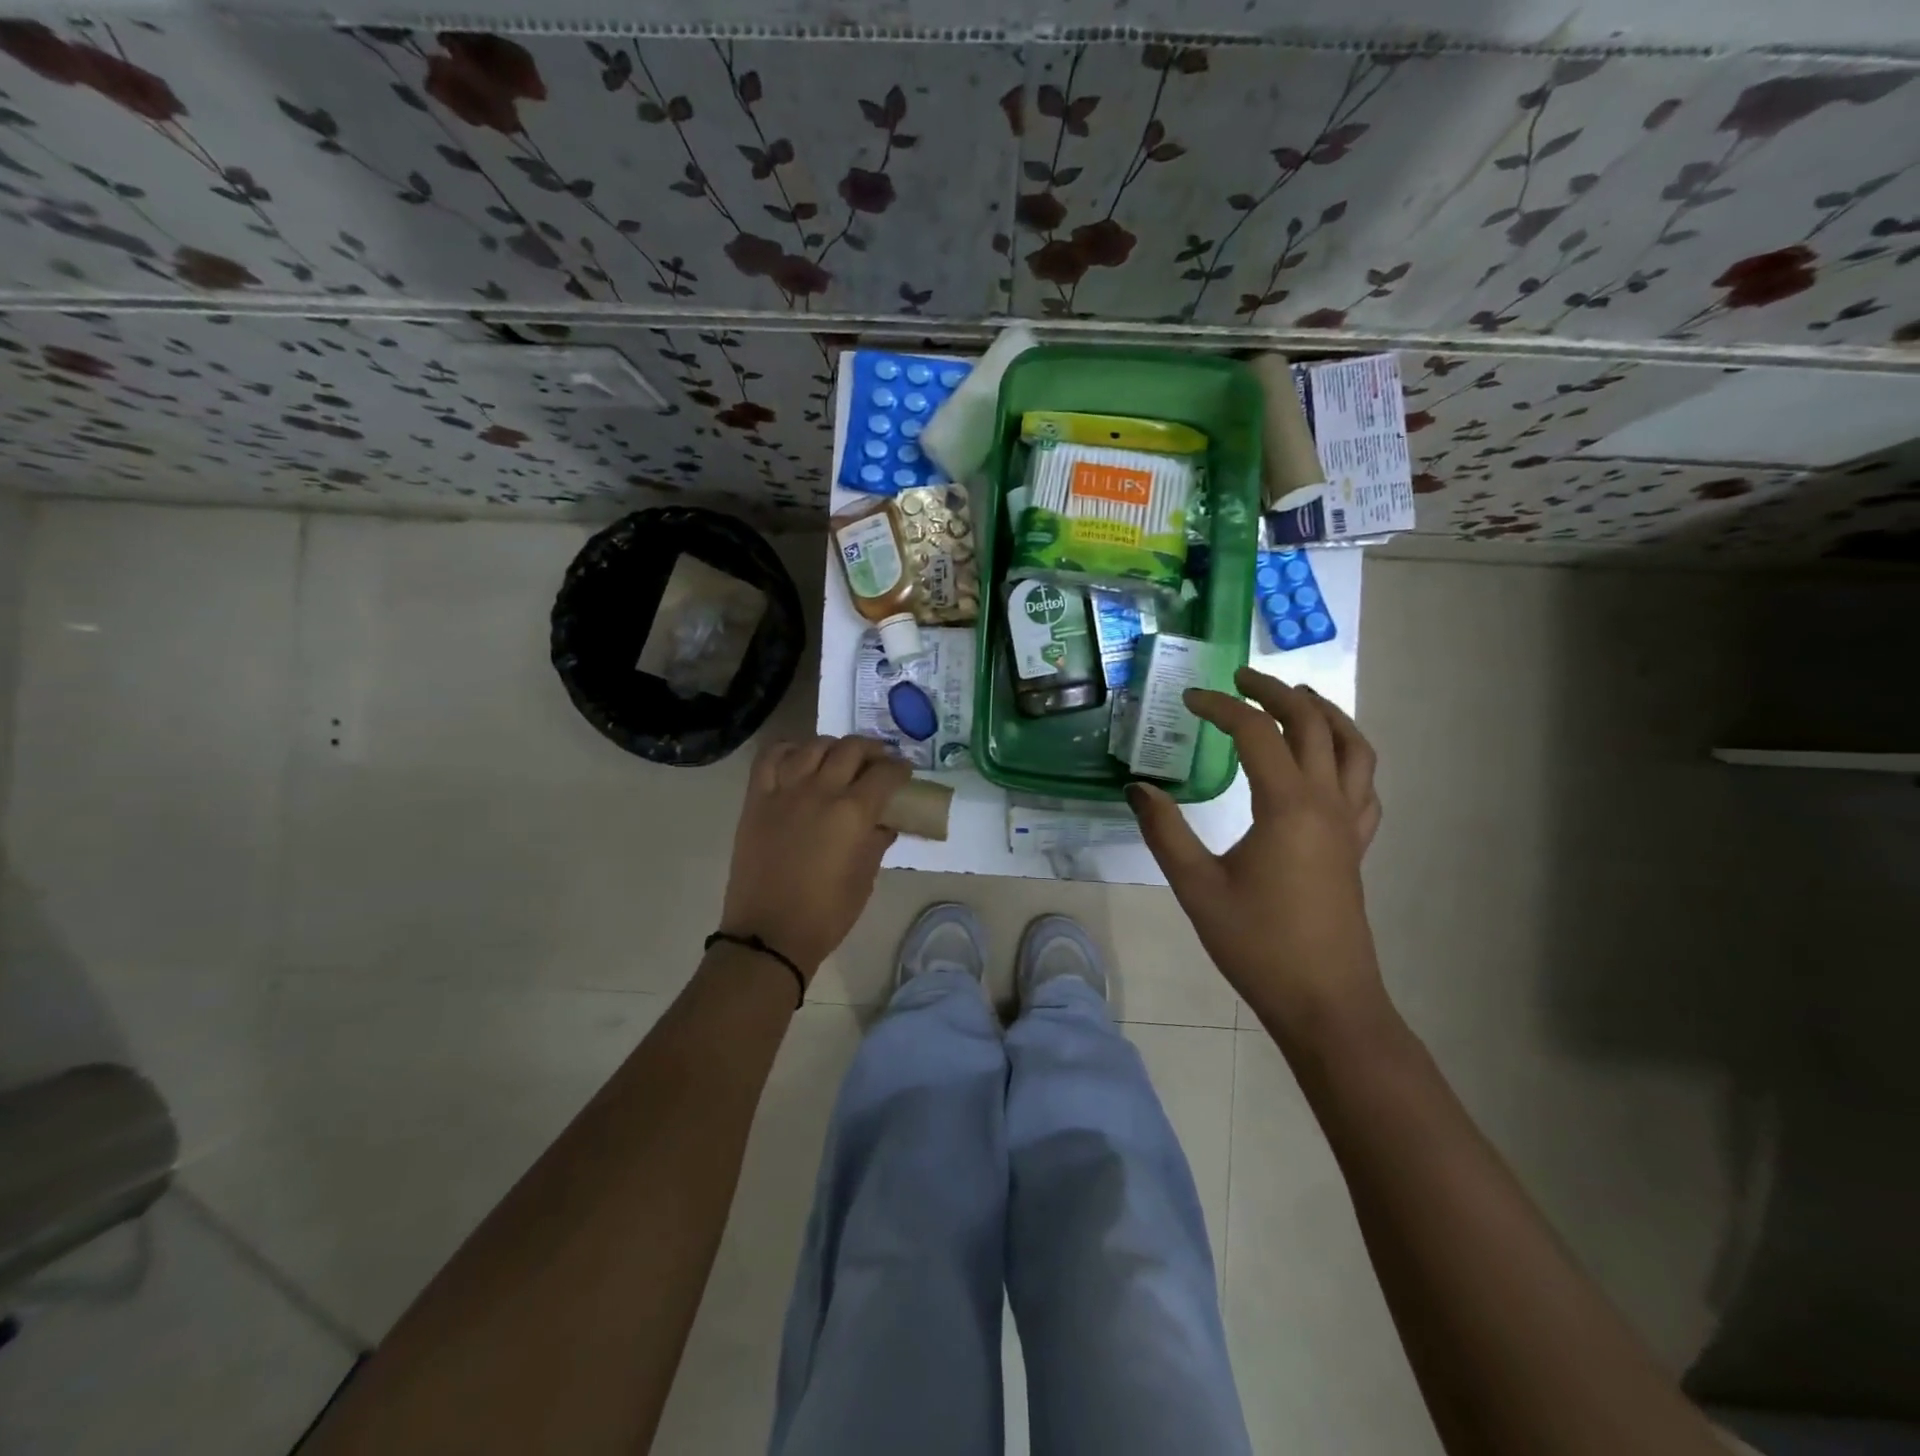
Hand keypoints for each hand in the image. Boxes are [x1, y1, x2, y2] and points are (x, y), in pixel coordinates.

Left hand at [720, 735, 910, 979]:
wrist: (769, 934)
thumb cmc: (826, 914)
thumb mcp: (865, 879)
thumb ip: (877, 842)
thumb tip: (884, 823)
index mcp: (853, 813)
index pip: (884, 774)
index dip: (900, 769)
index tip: (904, 772)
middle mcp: (820, 791)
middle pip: (851, 750)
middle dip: (872, 750)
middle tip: (879, 761)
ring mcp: (785, 791)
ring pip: (813, 746)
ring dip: (834, 746)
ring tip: (840, 758)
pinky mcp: (757, 799)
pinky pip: (771, 757)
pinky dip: (788, 750)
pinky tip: (799, 758)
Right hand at [1127, 668, 1385, 1042]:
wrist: (1325, 1002)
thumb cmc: (1258, 944)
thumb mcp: (1197, 887)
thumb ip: (1165, 832)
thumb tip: (1138, 789)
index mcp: (1288, 806)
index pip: (1256, 732)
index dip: (1221, 707)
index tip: (1189, 699)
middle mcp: (1326, 803)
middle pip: (1312, 724)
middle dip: (1277, 692)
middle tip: (1241, 678)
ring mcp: (1349, 824)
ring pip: (1353, 747)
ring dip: (1324, 713)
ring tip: (1294, 699)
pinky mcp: (1356, 846)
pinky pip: (1364, 784)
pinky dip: (1347, 755)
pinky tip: (1327, 761)